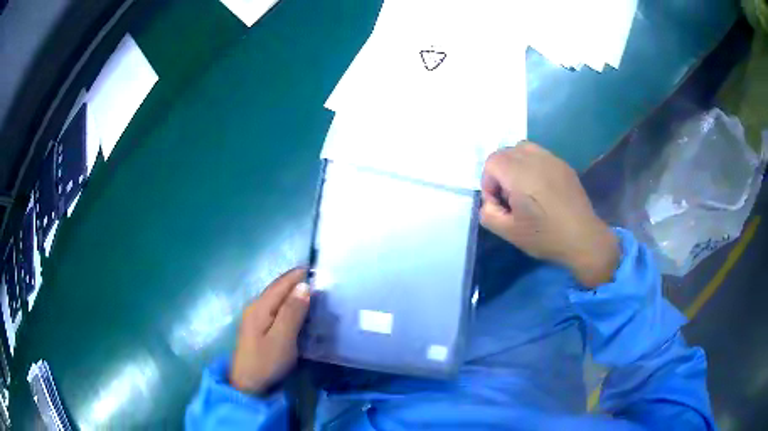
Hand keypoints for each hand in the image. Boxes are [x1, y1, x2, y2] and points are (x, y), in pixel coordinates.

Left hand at [230, 268, 310, 393]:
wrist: (247, 384)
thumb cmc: (266, 362)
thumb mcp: (282, 338)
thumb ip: (292, 312)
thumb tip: (303, 286)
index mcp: (260, 306)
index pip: (282, 283)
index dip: (299, 275)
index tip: (319, 270)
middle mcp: (255, 306)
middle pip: (278, 288)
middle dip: (297, 282)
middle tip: (321, 282)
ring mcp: (255, 317)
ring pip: (277, 298)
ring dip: (293, 293)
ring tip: (314, 293)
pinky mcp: (258, 327)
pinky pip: (275, 308)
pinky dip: (289, 304)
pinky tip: (299, 310)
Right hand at [480, 142, 618, 286]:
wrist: (583, 238)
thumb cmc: (545, 236)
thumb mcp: (509, 233)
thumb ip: (488, 213)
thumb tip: (490, 202)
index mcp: (519, 174)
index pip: (492, 162)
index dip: (489, 182)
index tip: (500, 203)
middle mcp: (535, 159)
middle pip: (506, 152)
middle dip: (501, 172)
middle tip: (511, 197)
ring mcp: (552, 159)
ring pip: (523, 148)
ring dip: (516, 165)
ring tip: (524, 188)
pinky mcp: (563, 165)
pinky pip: (540, 155)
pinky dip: (533, 166)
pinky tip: (542, 189)